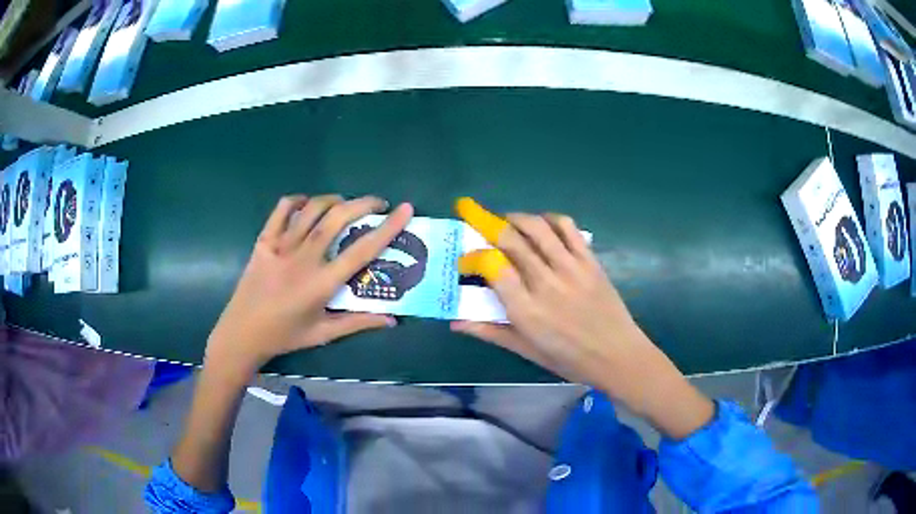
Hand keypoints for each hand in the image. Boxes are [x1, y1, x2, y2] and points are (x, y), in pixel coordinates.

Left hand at [205, 195, 413, 376]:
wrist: (242, 333)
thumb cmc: (284, 336)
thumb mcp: (323, 334)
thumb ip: (358, 323)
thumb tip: (392, 320)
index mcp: (322, 283)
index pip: (362, 250)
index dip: (388, 228)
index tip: (405, 209)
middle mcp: (304, 259)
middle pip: (338, 218)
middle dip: (363, 203)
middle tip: (378, 203)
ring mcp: (281, 247)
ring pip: (312, 209)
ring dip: (334, 200)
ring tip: (344, 204)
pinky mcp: (263, 241)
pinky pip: (281, 210)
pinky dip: (297, 200)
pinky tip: (306, 204)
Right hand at [452, 201, 646, 388]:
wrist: (617, 355)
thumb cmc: (569, 359)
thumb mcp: (527, 350)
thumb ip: (490, 332)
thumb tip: (455, 322)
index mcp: (527, 310)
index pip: (493, 266)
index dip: (474, 256)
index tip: (467, 261)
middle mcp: (546, 283)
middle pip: (511, 240)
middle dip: (487, 225)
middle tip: (477, 224)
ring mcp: (571, 268)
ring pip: (537, 227)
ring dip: (516, 218)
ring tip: (506, 221)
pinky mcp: (589, 260)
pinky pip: (568, 227)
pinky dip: (550, 219)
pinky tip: (541, 225)